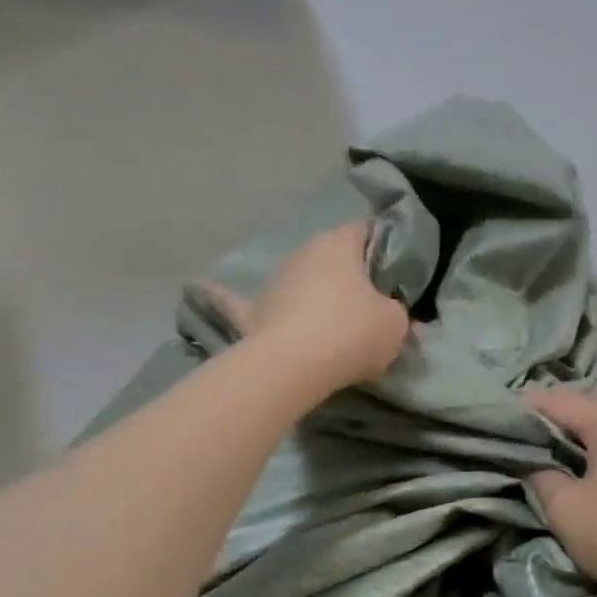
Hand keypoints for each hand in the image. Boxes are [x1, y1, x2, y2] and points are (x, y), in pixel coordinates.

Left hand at [205, 221, 410, 390]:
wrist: (294, 367)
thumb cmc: (352, 332)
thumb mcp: (395, 324)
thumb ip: (397, 312)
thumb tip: (392, 313)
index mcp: (338, 244)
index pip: (365, 230)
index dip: (383, 247)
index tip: (395, 270)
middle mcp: (301, 254)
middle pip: (331, 257)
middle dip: (348, 274)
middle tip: (370, 301)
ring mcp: (272, 282)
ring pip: (297, 280)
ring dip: (309, 293)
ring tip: (327, 320)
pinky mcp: (249, 313)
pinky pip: (235, 302)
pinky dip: (223, 297)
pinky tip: (199, 288)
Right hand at [526, 390, 596, 596]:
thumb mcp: (563, 507)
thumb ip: (541, 476)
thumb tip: (536, 466)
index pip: (560, 401)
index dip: (527, 407)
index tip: (501, 418)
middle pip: (587, 408)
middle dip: (554, 417)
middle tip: (523, 434)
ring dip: (579, 434)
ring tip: (551, 451)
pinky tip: (586, 467)